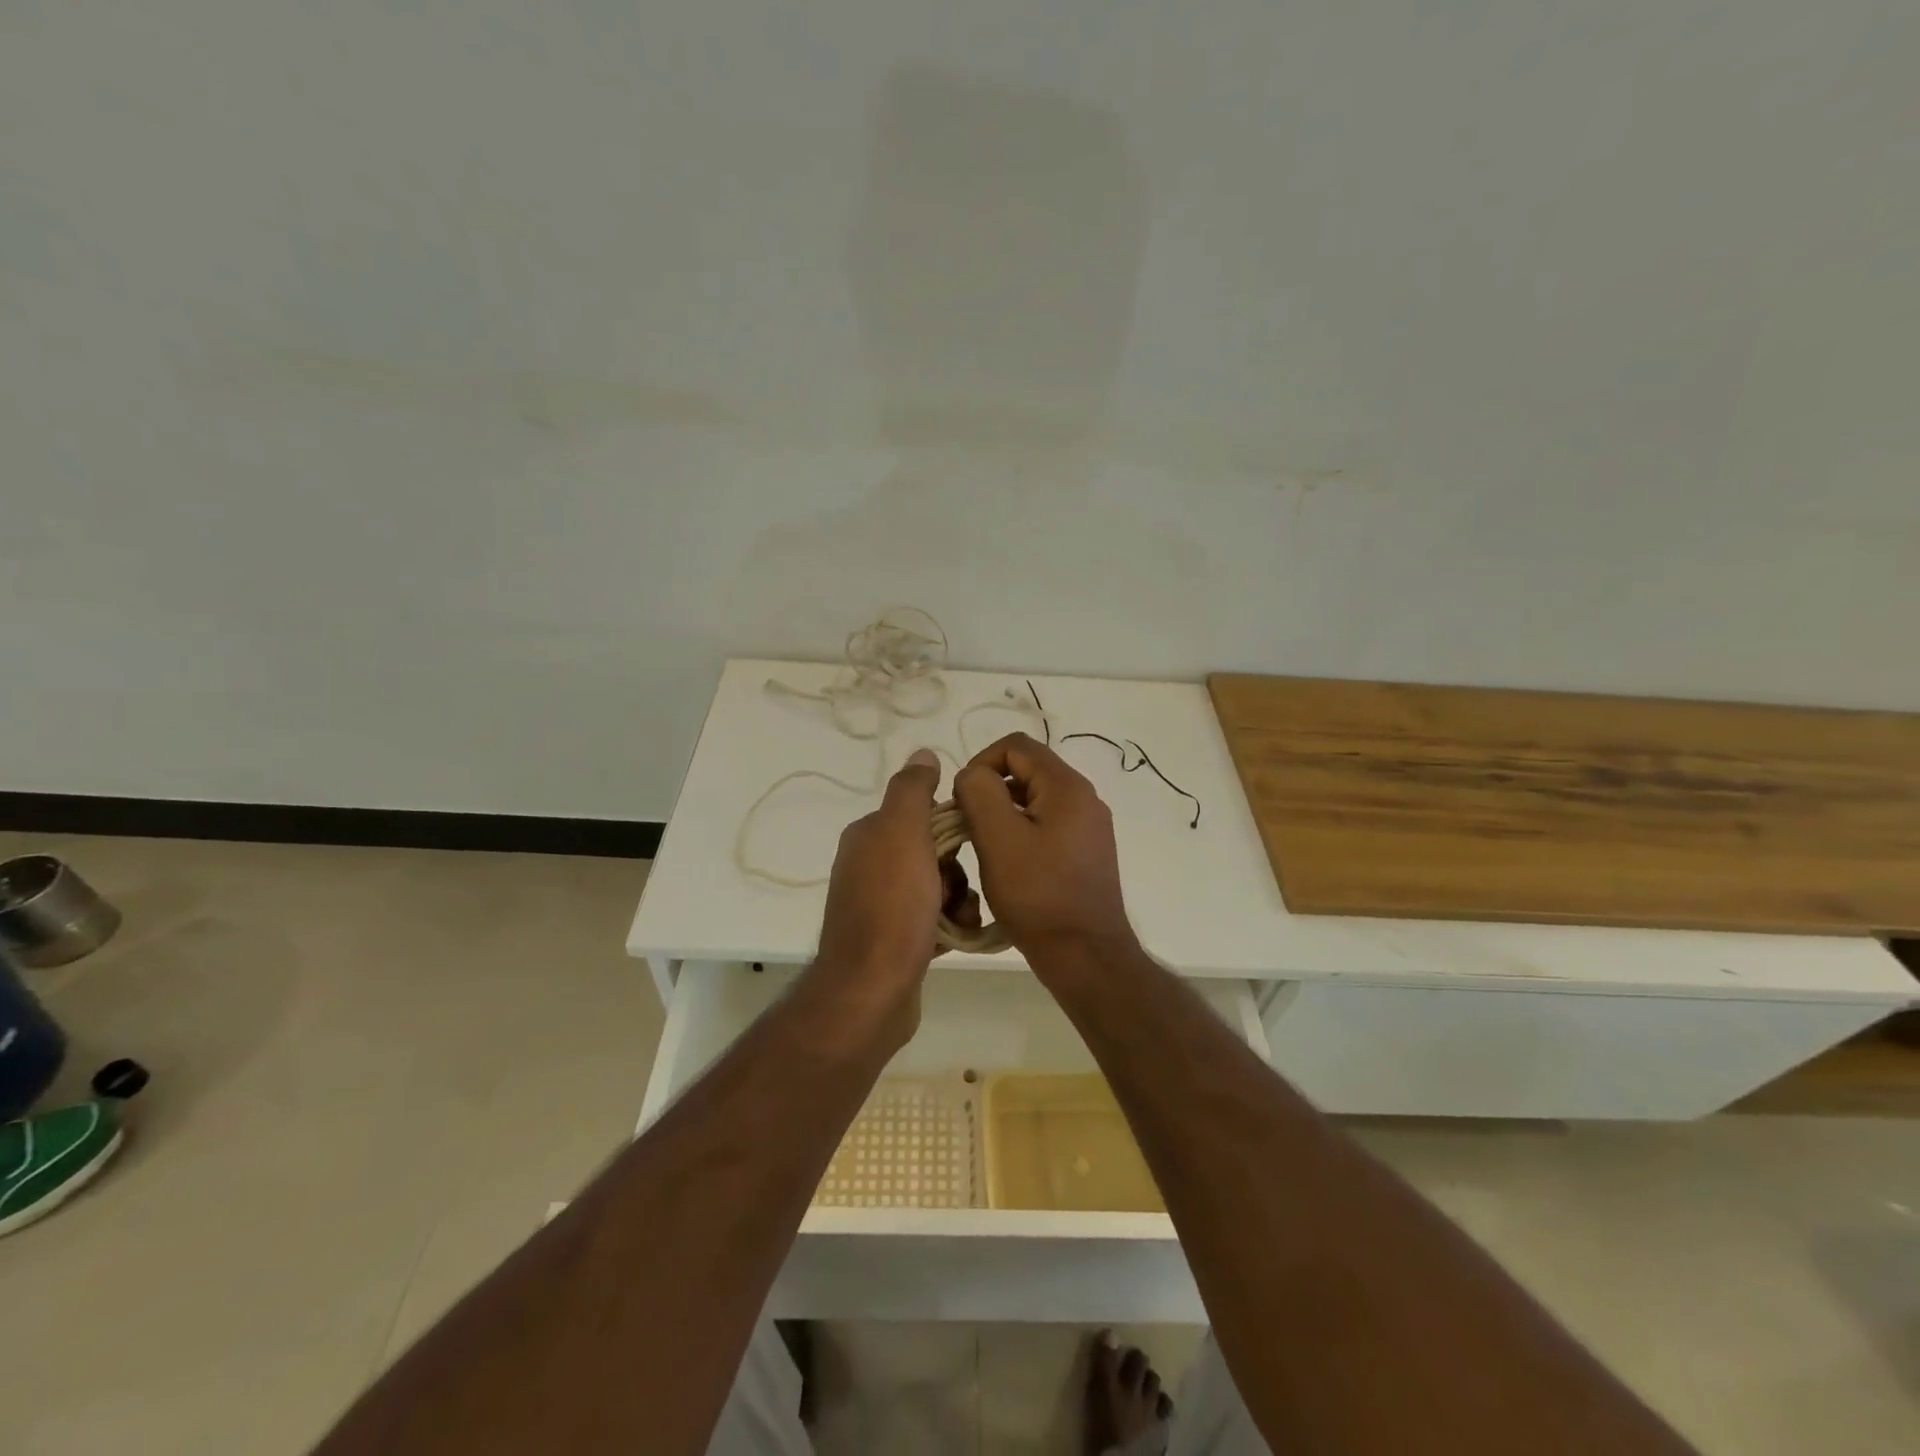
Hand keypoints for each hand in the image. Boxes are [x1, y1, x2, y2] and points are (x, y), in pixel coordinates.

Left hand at [813, 749, 978, 1038]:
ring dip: (958, 899)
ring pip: (937, 887)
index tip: (971, 846)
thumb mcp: (903, 834)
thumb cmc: (892, 907)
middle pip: (932, 852)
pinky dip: (950, 924)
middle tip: (960, 891)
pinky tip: (959, 937)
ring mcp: (879, 906)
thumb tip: (922, 752)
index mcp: (868, 836)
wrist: (872, 990)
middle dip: (957, 870)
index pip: (920, 813)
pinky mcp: (893, 940)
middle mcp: (869, 866)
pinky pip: (933, 919)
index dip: (951, 827)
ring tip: (961, 920)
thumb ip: (912, 790)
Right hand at [954, 733, 1137, 965]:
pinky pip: (1046, 824)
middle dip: (990, 790)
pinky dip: (1021, 833)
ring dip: (1003, 814)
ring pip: (1034, 800)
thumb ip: (979, 792)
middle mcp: (1084, 798)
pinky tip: (1008, 865)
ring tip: (984, 848)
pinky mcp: (1086, 852)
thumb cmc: (1038, 895)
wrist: (1085, 955)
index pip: (1016, 746)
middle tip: (967, 827)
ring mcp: (1089, 826)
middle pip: (1026, 771)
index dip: (980, 762)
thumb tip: (973, 777)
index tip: (962, 800)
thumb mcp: (997, 838)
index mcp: (1067, 786)